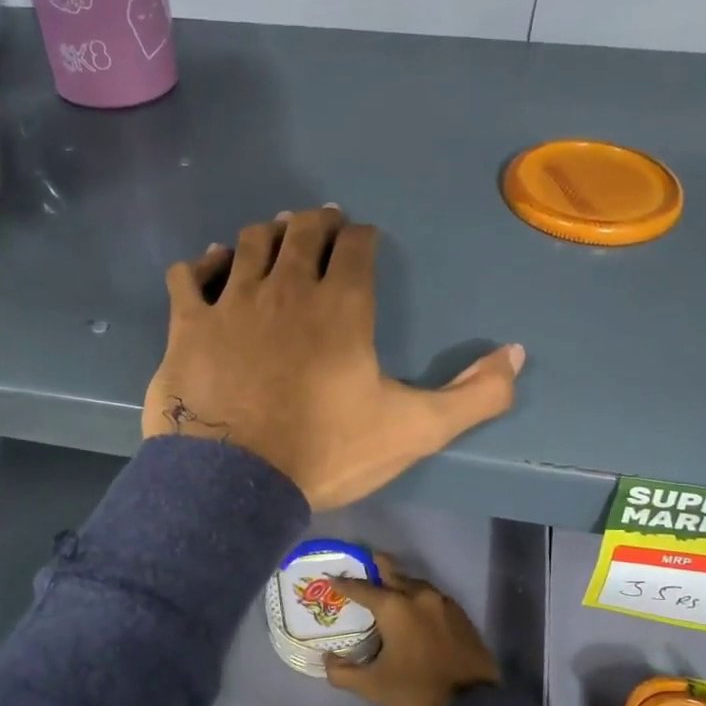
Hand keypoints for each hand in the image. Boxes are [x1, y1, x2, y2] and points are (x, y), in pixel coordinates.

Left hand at [143, 208, 525, 508]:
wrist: (236, 483)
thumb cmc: (326, 452)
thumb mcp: (415, 430)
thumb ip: (475, 395)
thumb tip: (517, 354)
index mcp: (342, 305)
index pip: (357, 246)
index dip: (362, 237)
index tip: (363, 241)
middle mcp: (287, 288)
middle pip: (302, 232)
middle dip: (316, 223)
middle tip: (320, 224)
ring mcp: (232, 301)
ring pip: (248, 243)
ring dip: (265, 234)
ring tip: (273, 235)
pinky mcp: (188, 323)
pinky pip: (188, 275)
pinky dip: (201, 264)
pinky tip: (209, 266)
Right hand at [323, 555, 500, 705]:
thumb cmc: (416, 691)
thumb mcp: (373, 686)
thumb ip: (343, 672)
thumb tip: (327, 660)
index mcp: (394, 607)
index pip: (362, 588)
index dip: (344, 583)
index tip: (332, 578)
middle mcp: (418, 595)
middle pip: (392, 572)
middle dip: (375, 568)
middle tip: (362, 569)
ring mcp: (442, 602)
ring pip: (414, 583)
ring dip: (399, 584)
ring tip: (388, 594)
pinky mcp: (460, 613)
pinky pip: (432, 597)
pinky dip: (418, 598)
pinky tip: (415, 612)